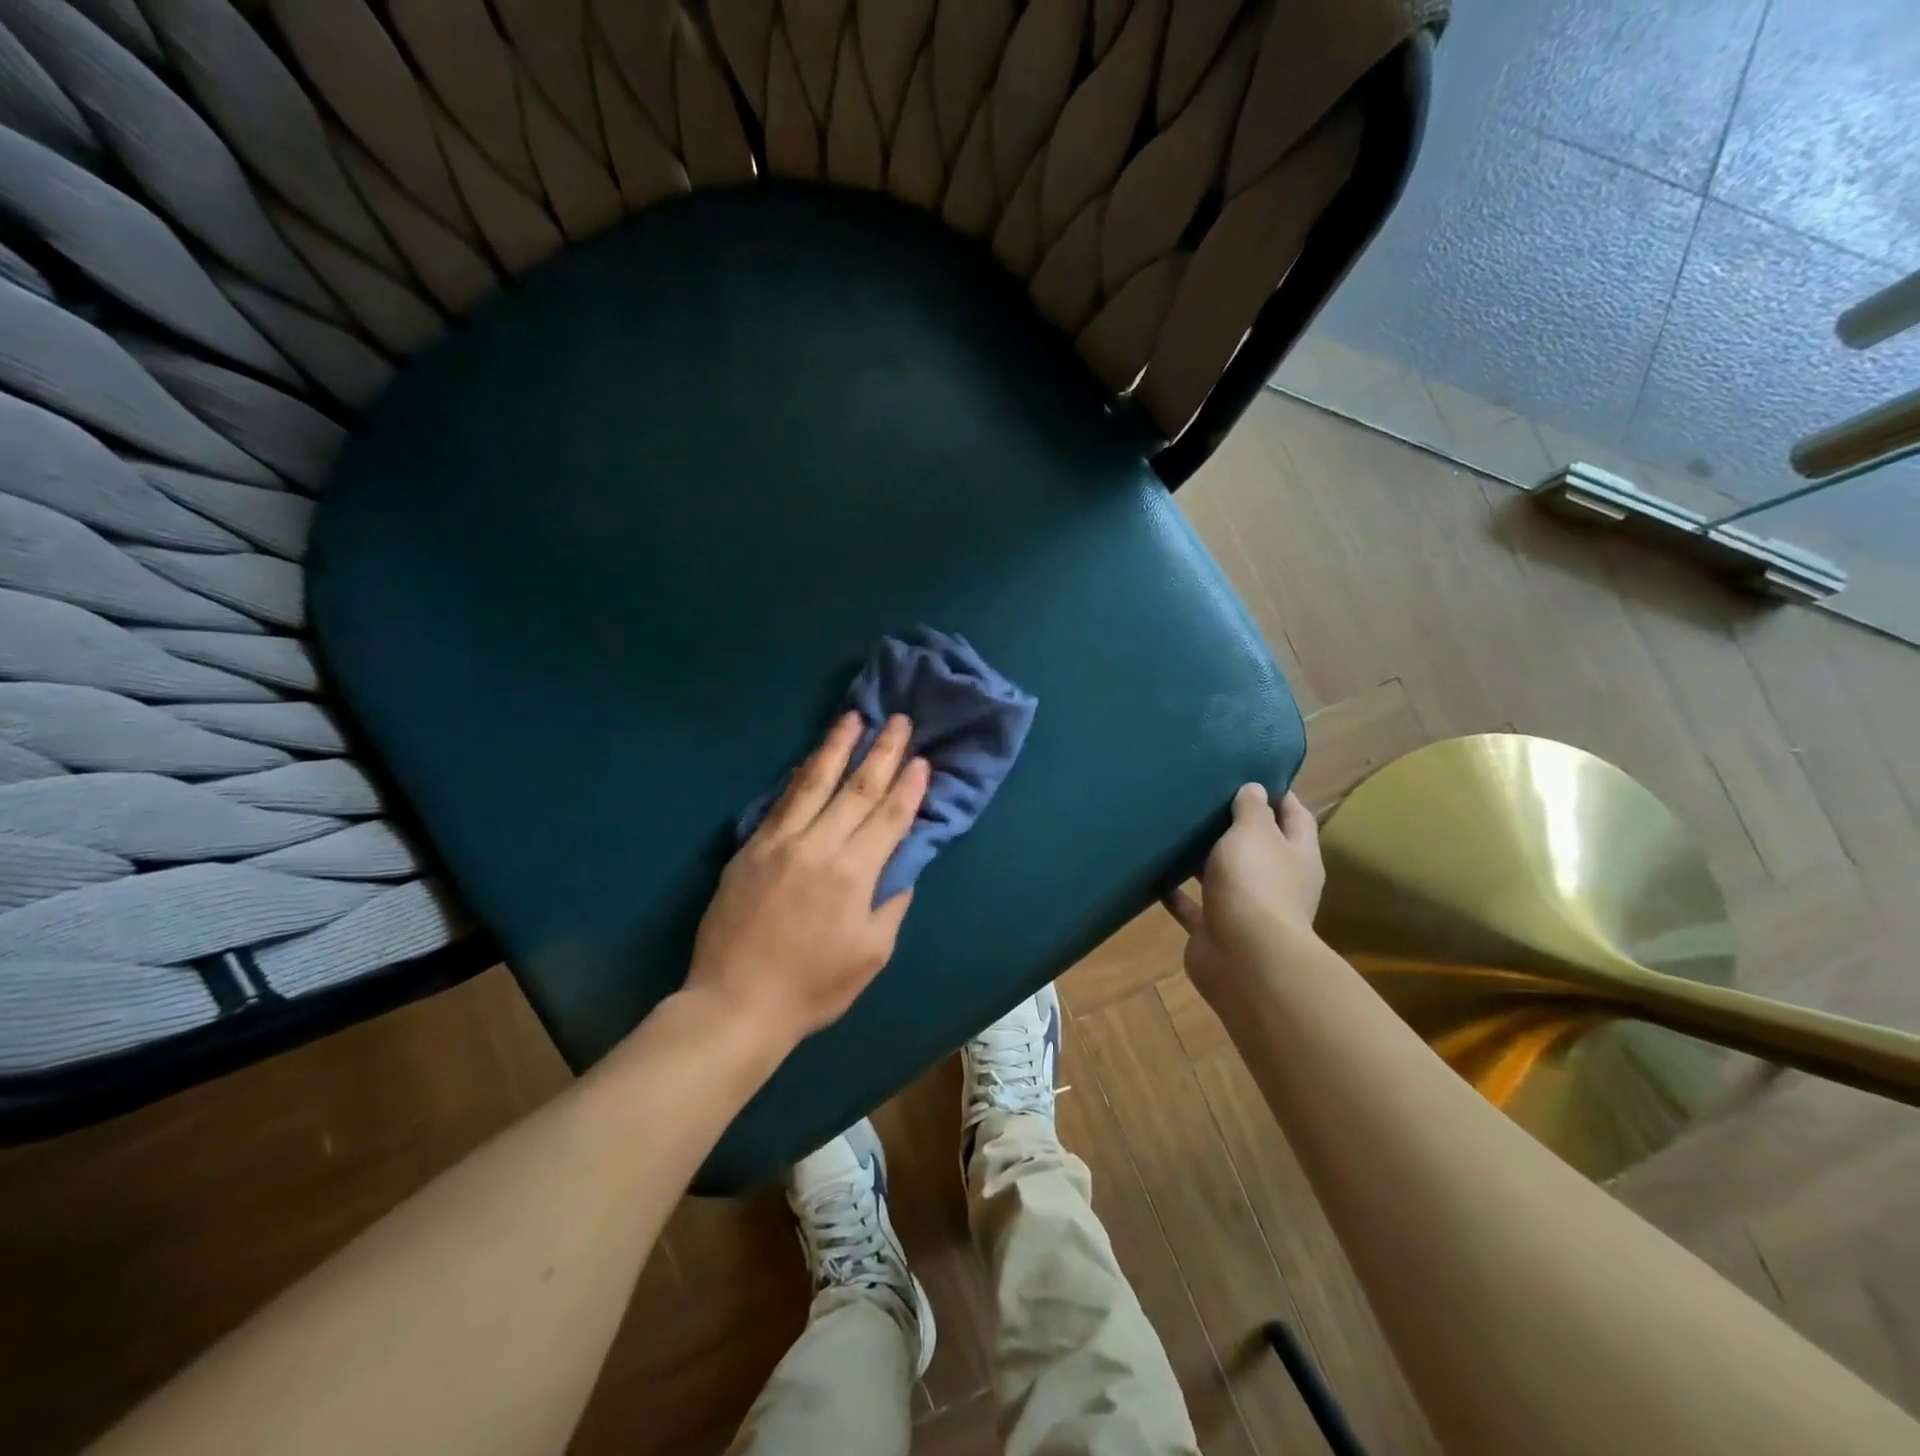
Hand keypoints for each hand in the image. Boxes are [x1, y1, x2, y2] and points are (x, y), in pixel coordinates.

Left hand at [685, 712, 928, 1053]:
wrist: (735, 1003)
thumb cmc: (812, 987)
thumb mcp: (872, 955)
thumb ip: (891, 905)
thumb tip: (899, 869)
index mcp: (853, 874)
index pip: (888, 817)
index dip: (908, 786)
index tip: (921, 758)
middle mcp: (818, 847)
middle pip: (856, 789)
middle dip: (881, 752)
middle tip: (897, 720)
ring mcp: (779, 843)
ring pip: (813, 783)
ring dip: (836, 748)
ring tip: (852, 718)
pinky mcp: (750, 849)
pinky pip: (779, 802)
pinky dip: (798, 777)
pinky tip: (808, 759)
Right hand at [1162, 786, 1324, 1008]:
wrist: (1245, 959)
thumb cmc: (1256, 884)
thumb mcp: (1254, 833)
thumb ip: (1252, 809)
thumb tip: (1255, 789)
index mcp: (1297, 855)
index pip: (1294, 816)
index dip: (1277, 794)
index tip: (1251, 773)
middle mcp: (1276, 881)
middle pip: (1258, 847)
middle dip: (1234, 825)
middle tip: (1204, 797)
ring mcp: (1246, 908)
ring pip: (1223, 875)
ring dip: (1203, 858)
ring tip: (1176, 830)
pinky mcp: (1215, 929)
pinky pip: (1193, 905)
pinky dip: (1176, 892)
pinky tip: (1154, 872)